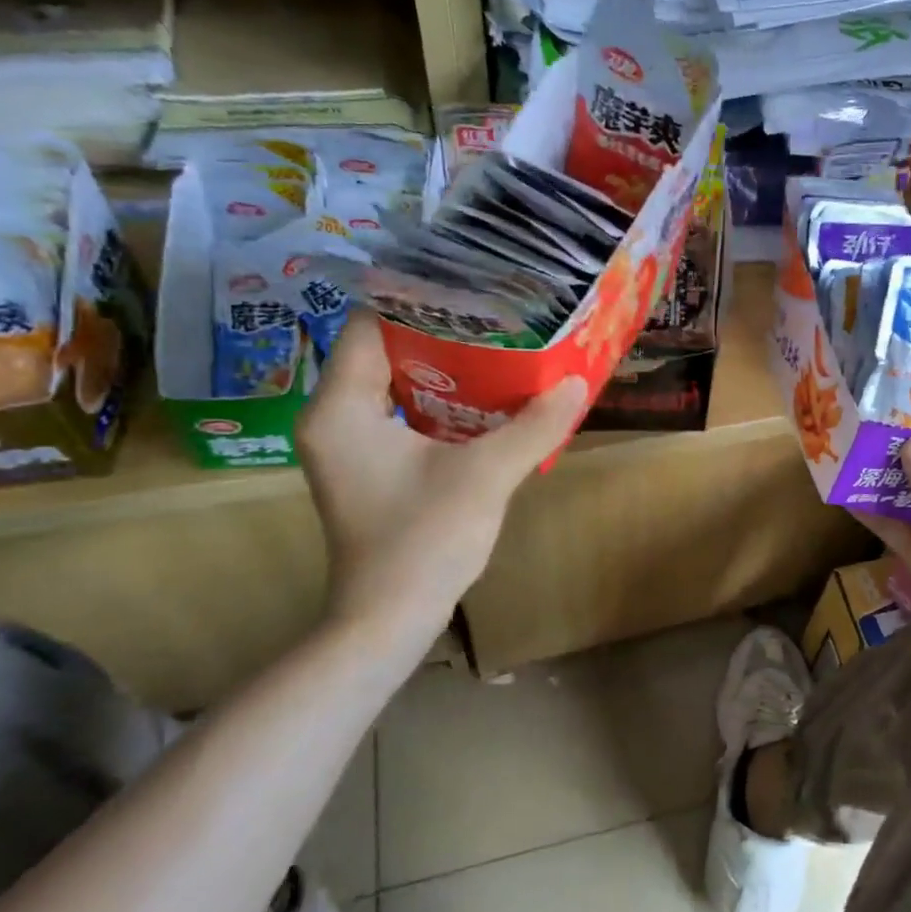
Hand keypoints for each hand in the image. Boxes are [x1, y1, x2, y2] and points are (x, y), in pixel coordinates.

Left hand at [298, 316, 586, 647]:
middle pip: (382, 349)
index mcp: (341, 408)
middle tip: (494, 316)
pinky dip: (436, 399)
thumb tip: (578, 380)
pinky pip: (398, 411)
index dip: (419, 301)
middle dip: (438, 332)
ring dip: (440, 367)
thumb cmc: (424, 542)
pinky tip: (482, 398)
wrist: (389, 621)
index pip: (368, 324)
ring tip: (496, 346)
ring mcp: (347, 444)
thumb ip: (533, 426)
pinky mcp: (365, 466)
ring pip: (392, 382)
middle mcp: (332, 417)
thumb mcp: (486, 476)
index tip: (473, 290)